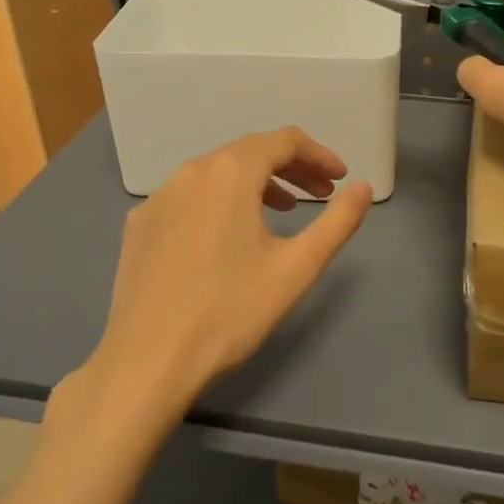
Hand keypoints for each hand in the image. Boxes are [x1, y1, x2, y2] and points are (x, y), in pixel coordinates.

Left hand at [56, 128, 372, 424]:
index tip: (340, 179)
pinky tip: (229, 235)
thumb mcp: (297, 267)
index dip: (319, 155)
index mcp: (230, 172)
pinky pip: (190, 196)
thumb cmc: (230, 311)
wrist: (147, 362)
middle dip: (292, 167)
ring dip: (257, 183)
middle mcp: (191, 171)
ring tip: (284, 210)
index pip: (284, 141)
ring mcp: (159, 197)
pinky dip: (220, 201)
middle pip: (250, 151)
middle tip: (321, 194)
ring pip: (218, 172)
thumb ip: (338, 221)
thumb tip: (363, 187)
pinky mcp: (140, 225)